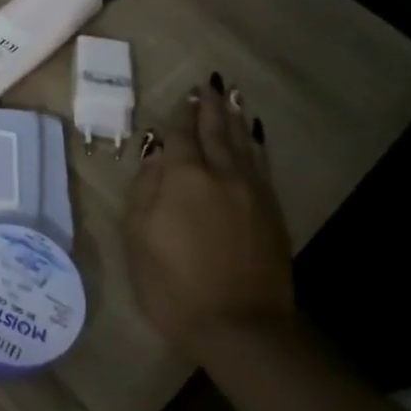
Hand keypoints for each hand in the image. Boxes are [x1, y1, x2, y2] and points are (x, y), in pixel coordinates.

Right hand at [124, 77, 294, 349]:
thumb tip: (155, 155)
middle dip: (210, 107)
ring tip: (231, 98)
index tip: (183, 96)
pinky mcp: (271, 212)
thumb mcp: (139, 237)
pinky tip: (253, 138)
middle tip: (209, 84)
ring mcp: (252, 193)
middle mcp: (221, 175)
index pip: (181, 136)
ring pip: (243, 144)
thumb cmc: (173, 284)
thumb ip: (146, 189)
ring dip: (234, 119)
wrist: (240, 327)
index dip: (180, 115)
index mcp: (184, 178)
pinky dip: (255, 145)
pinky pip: (261, 165)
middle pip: (216, 132)